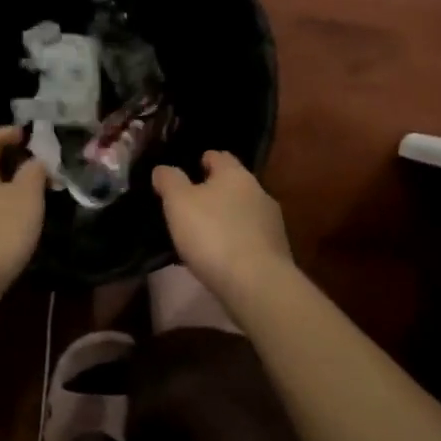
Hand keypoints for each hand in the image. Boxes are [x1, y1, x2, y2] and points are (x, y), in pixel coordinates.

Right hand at [151, 151, 293, 300]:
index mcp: (235, 173)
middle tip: (190, 206)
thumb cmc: (213, 234)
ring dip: (226, 218)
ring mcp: (271, 222)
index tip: (188, 171)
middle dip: (214, 192)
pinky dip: (236, 241)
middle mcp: (258, 191)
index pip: (219, 156)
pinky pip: (250, 237)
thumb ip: (169, 181)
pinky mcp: (276, 250)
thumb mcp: (179, 203)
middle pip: (233, 184)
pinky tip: (222, 256)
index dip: (203, 161)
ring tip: (204, 235)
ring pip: (243, 212)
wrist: (257, 283)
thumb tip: (163, 169)